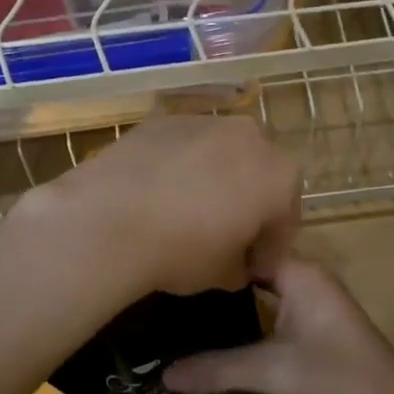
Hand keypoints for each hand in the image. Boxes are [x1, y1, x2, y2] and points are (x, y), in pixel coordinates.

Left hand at [5, 115, 300, 302]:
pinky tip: (158, 194)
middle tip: (225, 236)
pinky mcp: (163, 119)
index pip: (285, 219)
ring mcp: (205, 121)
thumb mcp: (223, 274)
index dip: (270, 248)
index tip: (253, 269)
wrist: (108, 220)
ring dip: (215, 180)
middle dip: (248, 204)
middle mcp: (251, 138)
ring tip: (187, 212)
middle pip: (258, 175)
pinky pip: (184, 147)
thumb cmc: (181, 251)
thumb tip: (237, 264)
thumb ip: (242, 265)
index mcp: (279, 177)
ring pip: (221, 155)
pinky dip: (180, 166)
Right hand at [163, 258, 393, 393]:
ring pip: (263, 288)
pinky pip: (274, 306)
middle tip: (169, 289)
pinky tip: (221, 331)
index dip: (211, 253)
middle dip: (216, 278)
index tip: (173, 263)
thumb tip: (164, 374)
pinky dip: (249, 314)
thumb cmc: (335, 378)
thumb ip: (216, 369)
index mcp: (300, 272)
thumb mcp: (271, 372)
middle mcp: (307, 277)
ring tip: (184, 308)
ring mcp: (314, 299)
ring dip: (232, 299)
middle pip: (253, 267)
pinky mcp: (316, 322)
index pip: (247, 247)